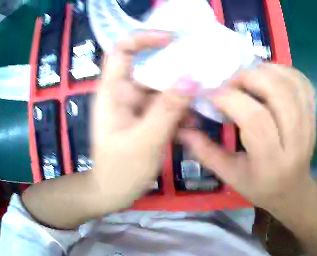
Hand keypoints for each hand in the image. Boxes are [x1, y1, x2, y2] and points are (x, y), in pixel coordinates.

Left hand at [91, 31, 197, 210]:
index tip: (172, 39)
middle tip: (202, 64)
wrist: (113, 192)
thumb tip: (192, 77)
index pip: (122, 49)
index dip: (144, 37)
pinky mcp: (145, 117)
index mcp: (112, 91)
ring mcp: (135, 105)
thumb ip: (167, 109)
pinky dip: (179, 108)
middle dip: (173, 63)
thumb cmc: (120, 169)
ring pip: (160, 86)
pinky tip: (193, 121)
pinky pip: (164, 104)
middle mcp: (123, 92)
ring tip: (204, 96)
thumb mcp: (144, 140)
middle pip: (147, 65)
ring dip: (180, 91)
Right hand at [178, 64, 315, 210]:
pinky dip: (285, 71)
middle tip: (229, 80)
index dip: (229, 98)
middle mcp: (296, 139)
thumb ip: (205, 151)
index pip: (254, 118)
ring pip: (293, 83)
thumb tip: (181, 127)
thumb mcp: (230, 176)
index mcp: (272, 160)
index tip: (210, 93)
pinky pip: (303, 84)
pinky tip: (269, 75)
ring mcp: (309, 124)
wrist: (293, 190)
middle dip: (249, 77)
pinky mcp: (314, 115)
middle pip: (278, 92)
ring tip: (247, 76)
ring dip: (267, 70)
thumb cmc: (261, 187)